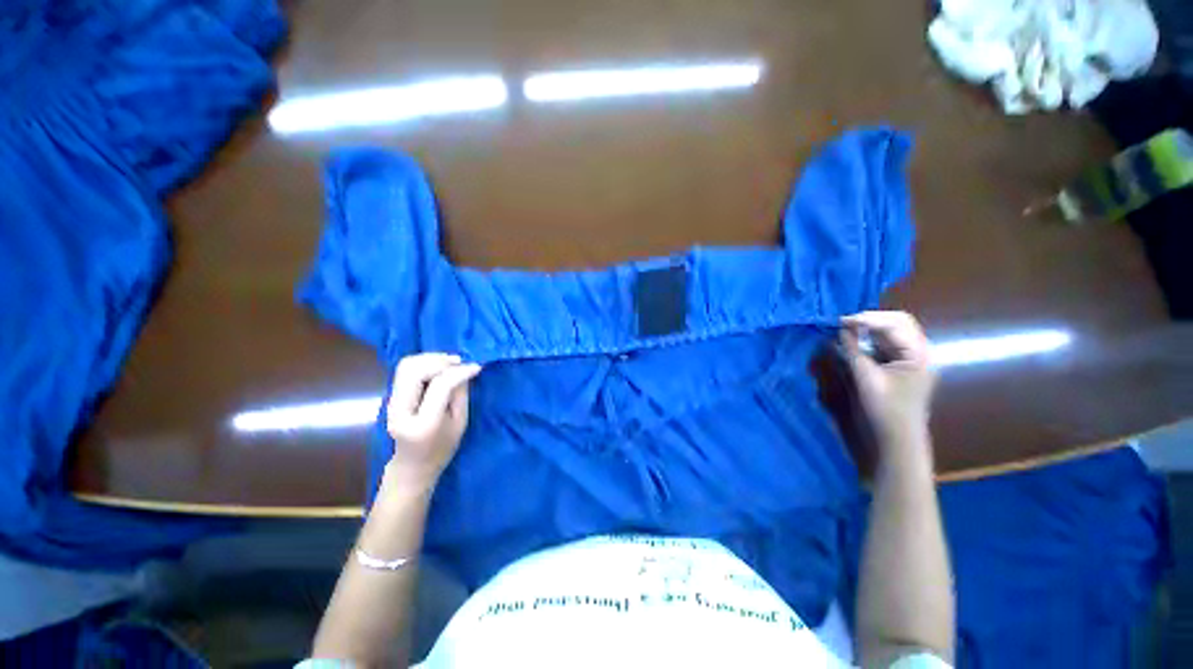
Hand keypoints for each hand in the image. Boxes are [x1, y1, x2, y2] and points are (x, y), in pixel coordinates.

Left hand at [383, 353, 481, 491]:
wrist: (412, 466)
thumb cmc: (442, 448)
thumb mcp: (460, 423)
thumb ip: (460, 394)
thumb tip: (465, 368)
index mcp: (423, 423)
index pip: (439, 386)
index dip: (459, 372)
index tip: (476, 367)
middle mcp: (400, 411)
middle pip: (413, 371)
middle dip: (439, 360)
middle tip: (459, 362)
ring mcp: (391, 403)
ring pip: (406, 366)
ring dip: (430, 359)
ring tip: (449, 363)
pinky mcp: (391, 397)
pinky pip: (405, 370)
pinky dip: (424, 363)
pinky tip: (438, 368)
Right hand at [840, 311, 936, 451]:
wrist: (897, 438)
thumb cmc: (885, 409)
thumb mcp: (866, 378)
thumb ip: (854, 351)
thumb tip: (841, 330)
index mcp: (918, 353)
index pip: (896, 323)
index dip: (868, 318)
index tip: (841, 321)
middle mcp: (919, 351)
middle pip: (897, 323)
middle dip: (869, 320)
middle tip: (844, 324)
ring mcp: (911, 358)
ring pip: (890, 333)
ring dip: (868, 329)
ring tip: (846, 331)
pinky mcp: (901, 366)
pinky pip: (885, 344)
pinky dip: (869, 340)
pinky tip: (854, 343)